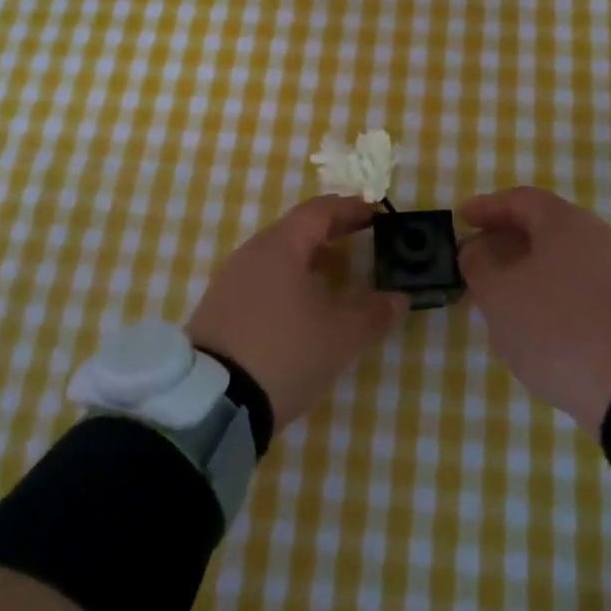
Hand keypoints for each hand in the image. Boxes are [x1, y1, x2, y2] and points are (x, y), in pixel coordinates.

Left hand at [186, 196, 409, 431]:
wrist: (212, 401)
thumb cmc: (284, 352)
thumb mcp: (341, 336)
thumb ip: (374, 313)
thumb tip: (398, 298)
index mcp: (280, 247)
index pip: (319, 210)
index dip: (350, 208)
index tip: (375, 213)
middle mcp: (251, 253)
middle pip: (296, 229)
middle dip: (332, 231)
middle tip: (362, 237)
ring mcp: (230, 280)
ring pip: (278, 256)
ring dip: (310, 258)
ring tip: (337, 275)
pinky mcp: (219, 308)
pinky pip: (262, 280)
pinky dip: (289, 280)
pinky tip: (303, 307)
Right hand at [458, 187, 610, 433]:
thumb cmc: (557, 327)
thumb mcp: (499, 296)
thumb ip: (479, 265)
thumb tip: (476, 248)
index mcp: (565, 223)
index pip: (520, 199)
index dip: (487, 206)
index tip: (461, 218)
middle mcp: (596, 236)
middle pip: (544, 226)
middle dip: (507, 238)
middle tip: (477, 256)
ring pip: (561, 258)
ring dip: (527, 268)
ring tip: (500, 292)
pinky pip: (578, 284)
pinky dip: (550, 290)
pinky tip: (535, 318)